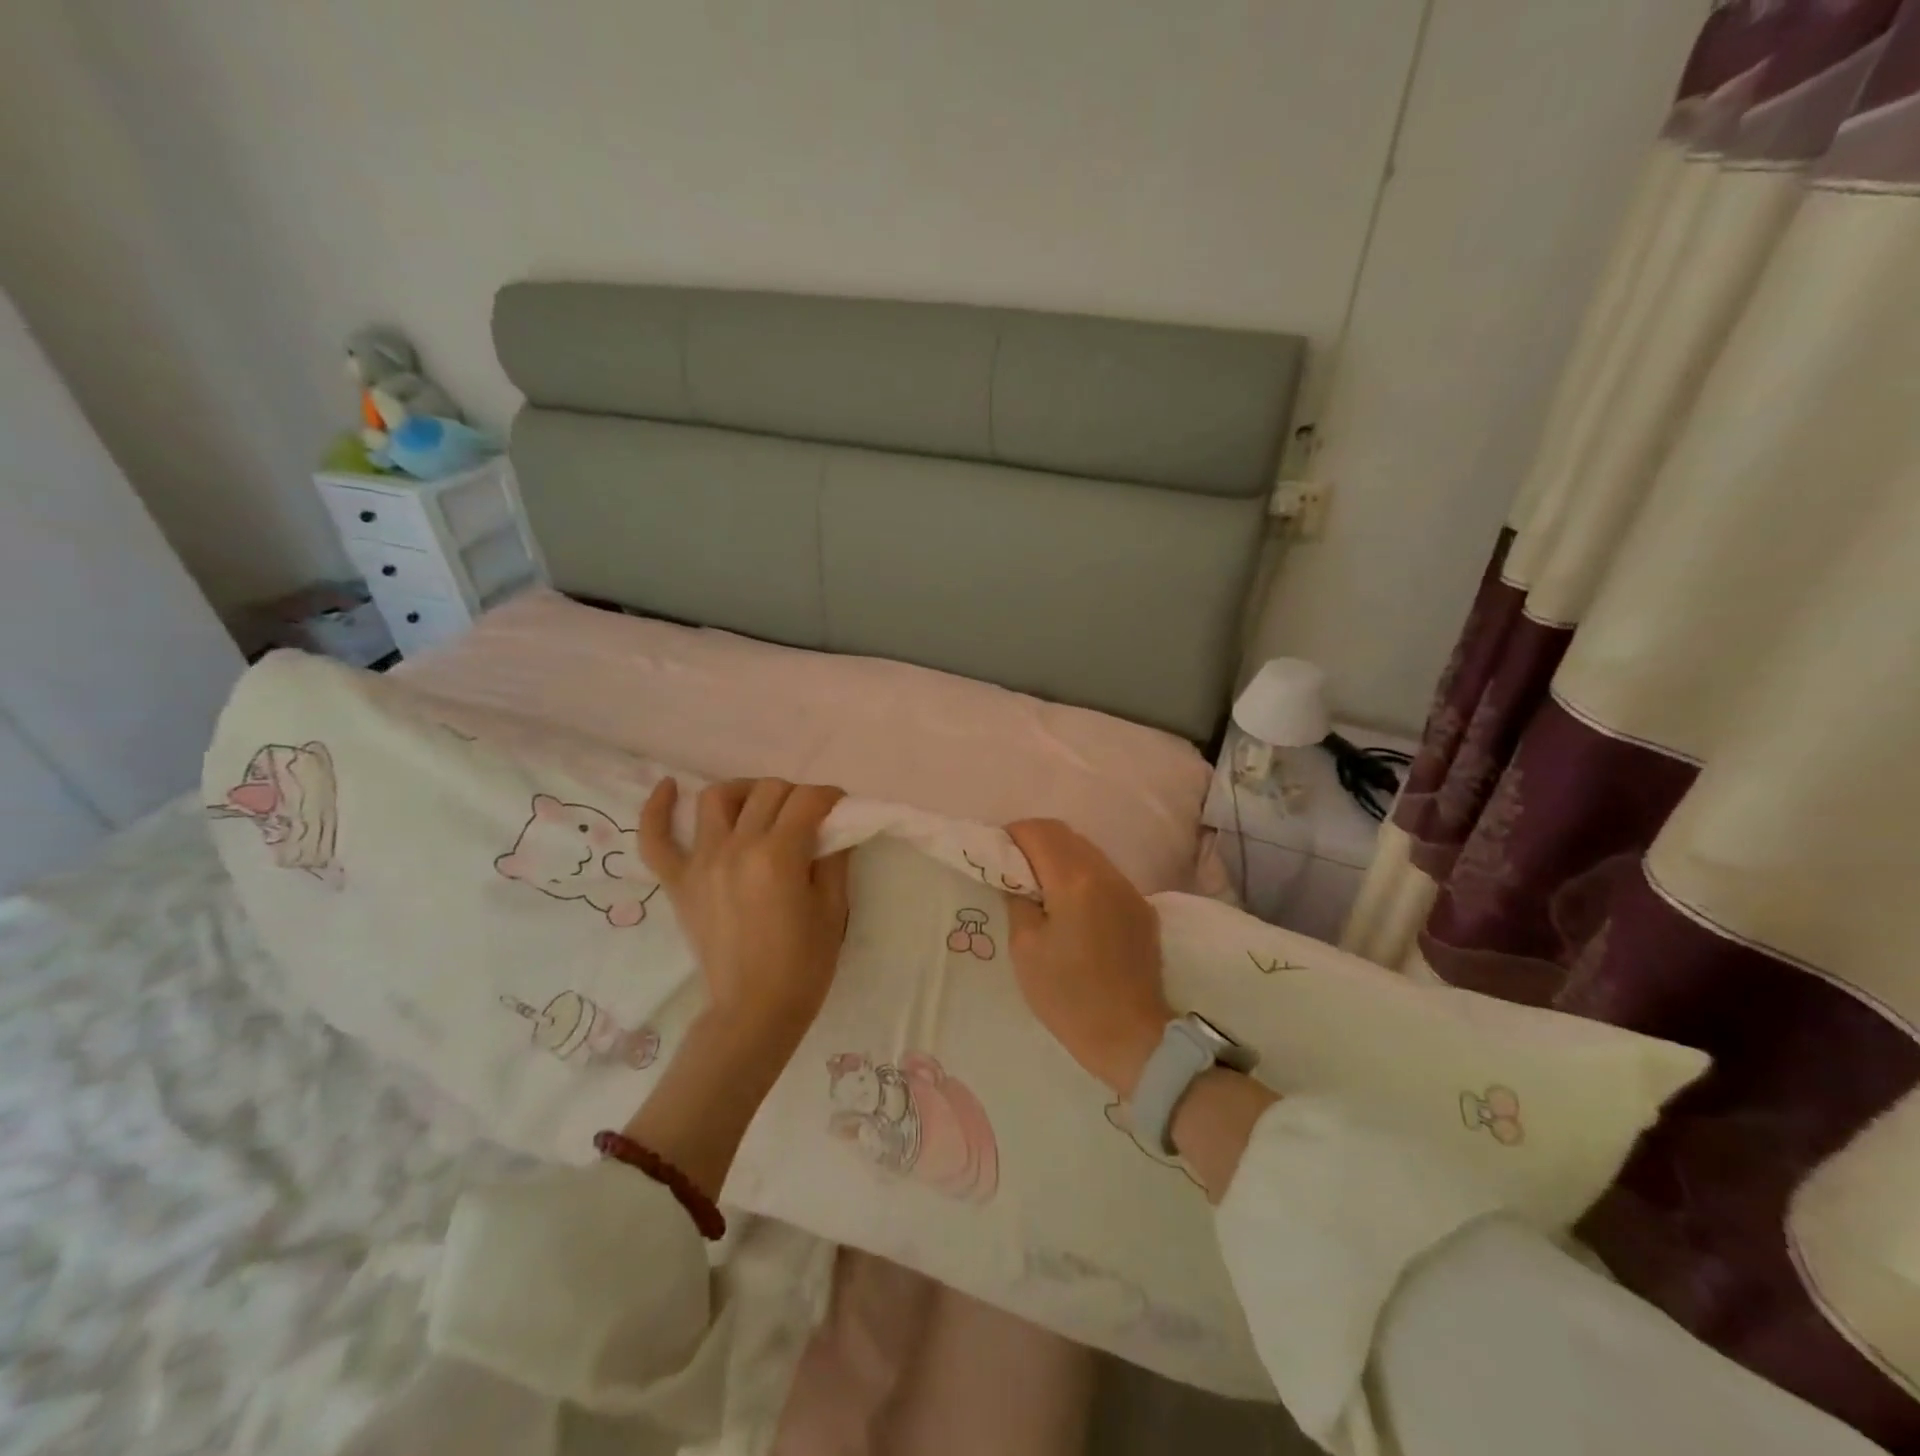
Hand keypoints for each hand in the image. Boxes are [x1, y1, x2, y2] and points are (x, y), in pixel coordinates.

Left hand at [640, 778, 852, 1068]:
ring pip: (717, 798)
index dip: (830, 798)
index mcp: (778, 856)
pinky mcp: (678, 882)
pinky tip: (669, 787)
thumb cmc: (804, 965)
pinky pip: (655, 839)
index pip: (807, 800)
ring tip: (760, 806)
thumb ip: (834, 857)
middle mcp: (736, 848)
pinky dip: (657, 809)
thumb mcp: (834, 909)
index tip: (840, 809)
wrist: (755, 1011)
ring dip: (745, 792)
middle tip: (809, 820)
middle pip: (768, 791)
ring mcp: (701, 862)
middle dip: (797, 796)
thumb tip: (835, 825)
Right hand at [1006, 819, 1171, 1096]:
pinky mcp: (1142, 908)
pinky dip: (1082, 876)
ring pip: (1088, 851)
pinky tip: (1071, 907)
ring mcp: (1129, 889)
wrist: (1131, 1037)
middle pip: (1065, 834)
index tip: (996, 855)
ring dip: (1060, 857)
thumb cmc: (1068, 996)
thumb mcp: (1025, 949)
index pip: (1039, 832)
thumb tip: (1018, 879)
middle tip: (1013, 868)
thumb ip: (1018, 900)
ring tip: (1040, 887)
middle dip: (1035, 841)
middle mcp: (1106, 874)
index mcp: (1075, 880)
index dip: (1012, 835)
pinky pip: (1105, 875)